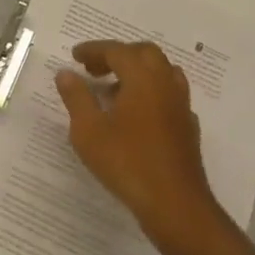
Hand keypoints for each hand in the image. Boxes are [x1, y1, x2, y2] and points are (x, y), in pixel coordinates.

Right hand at [56, 40, 222, 250]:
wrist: (175, 204)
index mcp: (142, 78)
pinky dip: (151, 93)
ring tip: (114, 89)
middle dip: (118, 55)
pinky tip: (137, 114)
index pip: (117, 51)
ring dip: (138, 72)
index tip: (75, 56)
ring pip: (161, 72)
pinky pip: (169, 96)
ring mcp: (181, 105)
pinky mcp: (188, 127)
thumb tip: (66, 73)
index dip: (94, 50)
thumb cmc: (127, 163)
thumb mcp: (89, 130)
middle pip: (144, 54)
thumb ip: (77, 97)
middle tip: (94, 69)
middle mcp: (166, 84)